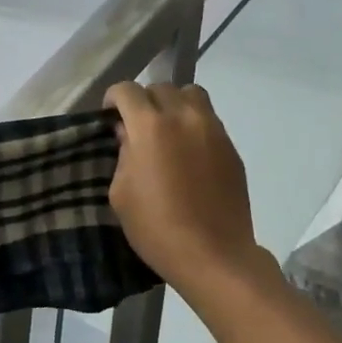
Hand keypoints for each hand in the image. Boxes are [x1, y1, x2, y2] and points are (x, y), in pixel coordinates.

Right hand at [103, 82, 264, 291]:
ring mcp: (213, 129)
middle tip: (137, 127)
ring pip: (191, 95)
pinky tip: (188, 152)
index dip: (114, 99)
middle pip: (160, 88)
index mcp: (150, 126)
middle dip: (144, 102)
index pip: (127, 90)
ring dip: (174, 104)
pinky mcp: (231, 146)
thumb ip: (123, 154)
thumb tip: (129, 134)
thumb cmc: (156, 227)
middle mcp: (184, 117)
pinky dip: (194, 124)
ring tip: (167, 131)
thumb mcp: (121, 193)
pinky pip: (209, 119)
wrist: (213, 254)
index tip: (110, 117)